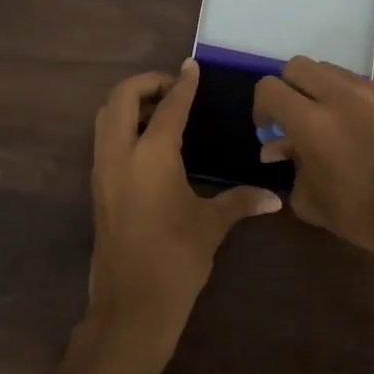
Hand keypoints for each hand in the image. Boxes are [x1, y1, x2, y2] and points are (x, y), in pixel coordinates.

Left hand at [84, 61, 280, 363]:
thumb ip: (241, 201)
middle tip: (173, 88)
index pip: (169, 106)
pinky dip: (122, 125)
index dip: (183, 84)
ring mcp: (103, 170)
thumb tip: (275, 197)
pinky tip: (149, 142)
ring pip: (106, 116)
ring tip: (161, 110)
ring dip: (129, 103)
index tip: (192, 67)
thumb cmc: (176, 259)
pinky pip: (104, 139)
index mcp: (151, 155)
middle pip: (121, 97)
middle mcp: (120, 153)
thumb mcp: (211, 225)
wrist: (131, 305)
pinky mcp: (98, 187)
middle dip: (146, 83)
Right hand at [253, 57, 373, 270]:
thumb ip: (290, 164)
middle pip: (297, 66)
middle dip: (287, 90)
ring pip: (328, 69)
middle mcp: (340, 96)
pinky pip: (355, 82)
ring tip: (324, 121)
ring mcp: (370, 92)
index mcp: (313, 122)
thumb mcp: (311, 199)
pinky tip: (352, 127)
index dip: (261, 108)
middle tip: (293, 120)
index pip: (269, 88)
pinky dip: (343, 95)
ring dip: (316, 89)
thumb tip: (279, 148)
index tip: (270, 132)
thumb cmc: (364, 216)